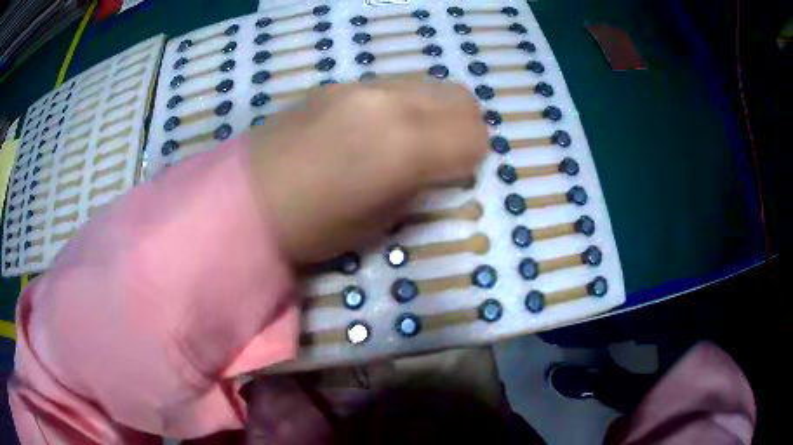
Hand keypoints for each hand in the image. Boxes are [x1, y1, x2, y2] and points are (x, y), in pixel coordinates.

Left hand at [249, 80, 487, 263]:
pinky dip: (405, 103)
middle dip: (463, 127)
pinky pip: (394, 84)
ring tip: (411, 139)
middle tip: (444, 155)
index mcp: (405, 145)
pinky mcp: (339, 83)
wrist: (247, 198)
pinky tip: (377, 127)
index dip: (473, 159)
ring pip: (429, 84)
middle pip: (461, 98)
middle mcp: (390, 102)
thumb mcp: (382, 219)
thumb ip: (422, 184)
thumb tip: (441, 166)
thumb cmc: (314, 227)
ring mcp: (362, 85)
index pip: (474, 136)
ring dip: (436, 111)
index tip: (456, 176)